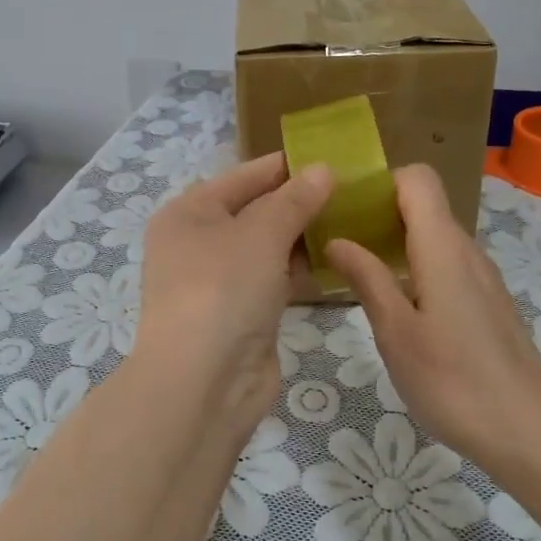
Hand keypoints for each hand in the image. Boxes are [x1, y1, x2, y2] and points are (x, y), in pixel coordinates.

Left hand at [134, 152, 333, 434]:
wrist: (203, 383)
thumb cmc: (223, 290)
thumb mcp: (260, 234)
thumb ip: (294, 200)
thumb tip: (322, 169)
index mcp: (188, 213)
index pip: (242, 176)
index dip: (284, 166)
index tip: (330, 156)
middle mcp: (198, 243)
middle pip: (254, 211)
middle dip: (298, 202)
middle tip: (351, 190)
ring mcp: (218, 282)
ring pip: (266, 247)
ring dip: (302, 237)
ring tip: (352, 219)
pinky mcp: (240, 313)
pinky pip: (273, 279)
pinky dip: (298, 270)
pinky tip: (333, 260)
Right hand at [327, 165, 540, 454]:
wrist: (529, 431)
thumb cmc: (453, 380)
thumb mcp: (396, 332)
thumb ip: (367, 279)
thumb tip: (337, 240)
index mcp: (442, 246)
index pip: (417, 178)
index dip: (380, 181)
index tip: (343, 205)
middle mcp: (466, 250)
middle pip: (423, 205)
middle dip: (377, 212)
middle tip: (336, 240)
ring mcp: (480, 277)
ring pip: (433, 237)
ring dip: (394, 242)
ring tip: (355, 271)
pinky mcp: (486, 303)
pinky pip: (445, 264)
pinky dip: (415, 267)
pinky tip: (395, 304)